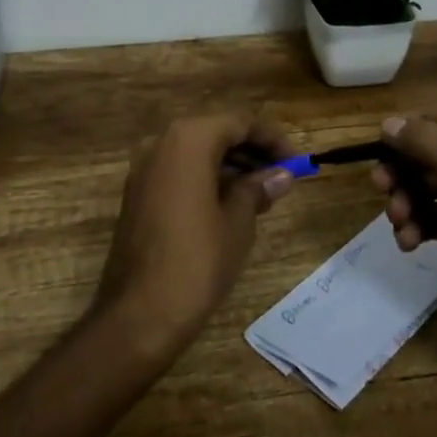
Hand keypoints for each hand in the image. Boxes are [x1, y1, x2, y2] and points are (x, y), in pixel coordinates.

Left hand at [94, 113, 297, 363]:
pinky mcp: (138, 192)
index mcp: (189, 140)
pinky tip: (232, 203)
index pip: (239, 122)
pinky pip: (179, 170)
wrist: (139, 313)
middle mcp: (162, 142)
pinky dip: (207, 177)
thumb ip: (258, 188)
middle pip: (216, 132)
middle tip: (283, 176)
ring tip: (264, 192)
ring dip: (231, 165)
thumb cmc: (197, 262)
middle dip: (252, 151)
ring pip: (197, 151)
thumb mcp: (237, 223)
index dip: (272, 139)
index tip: (299, 161)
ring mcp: (145, 167)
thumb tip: (281, 174)